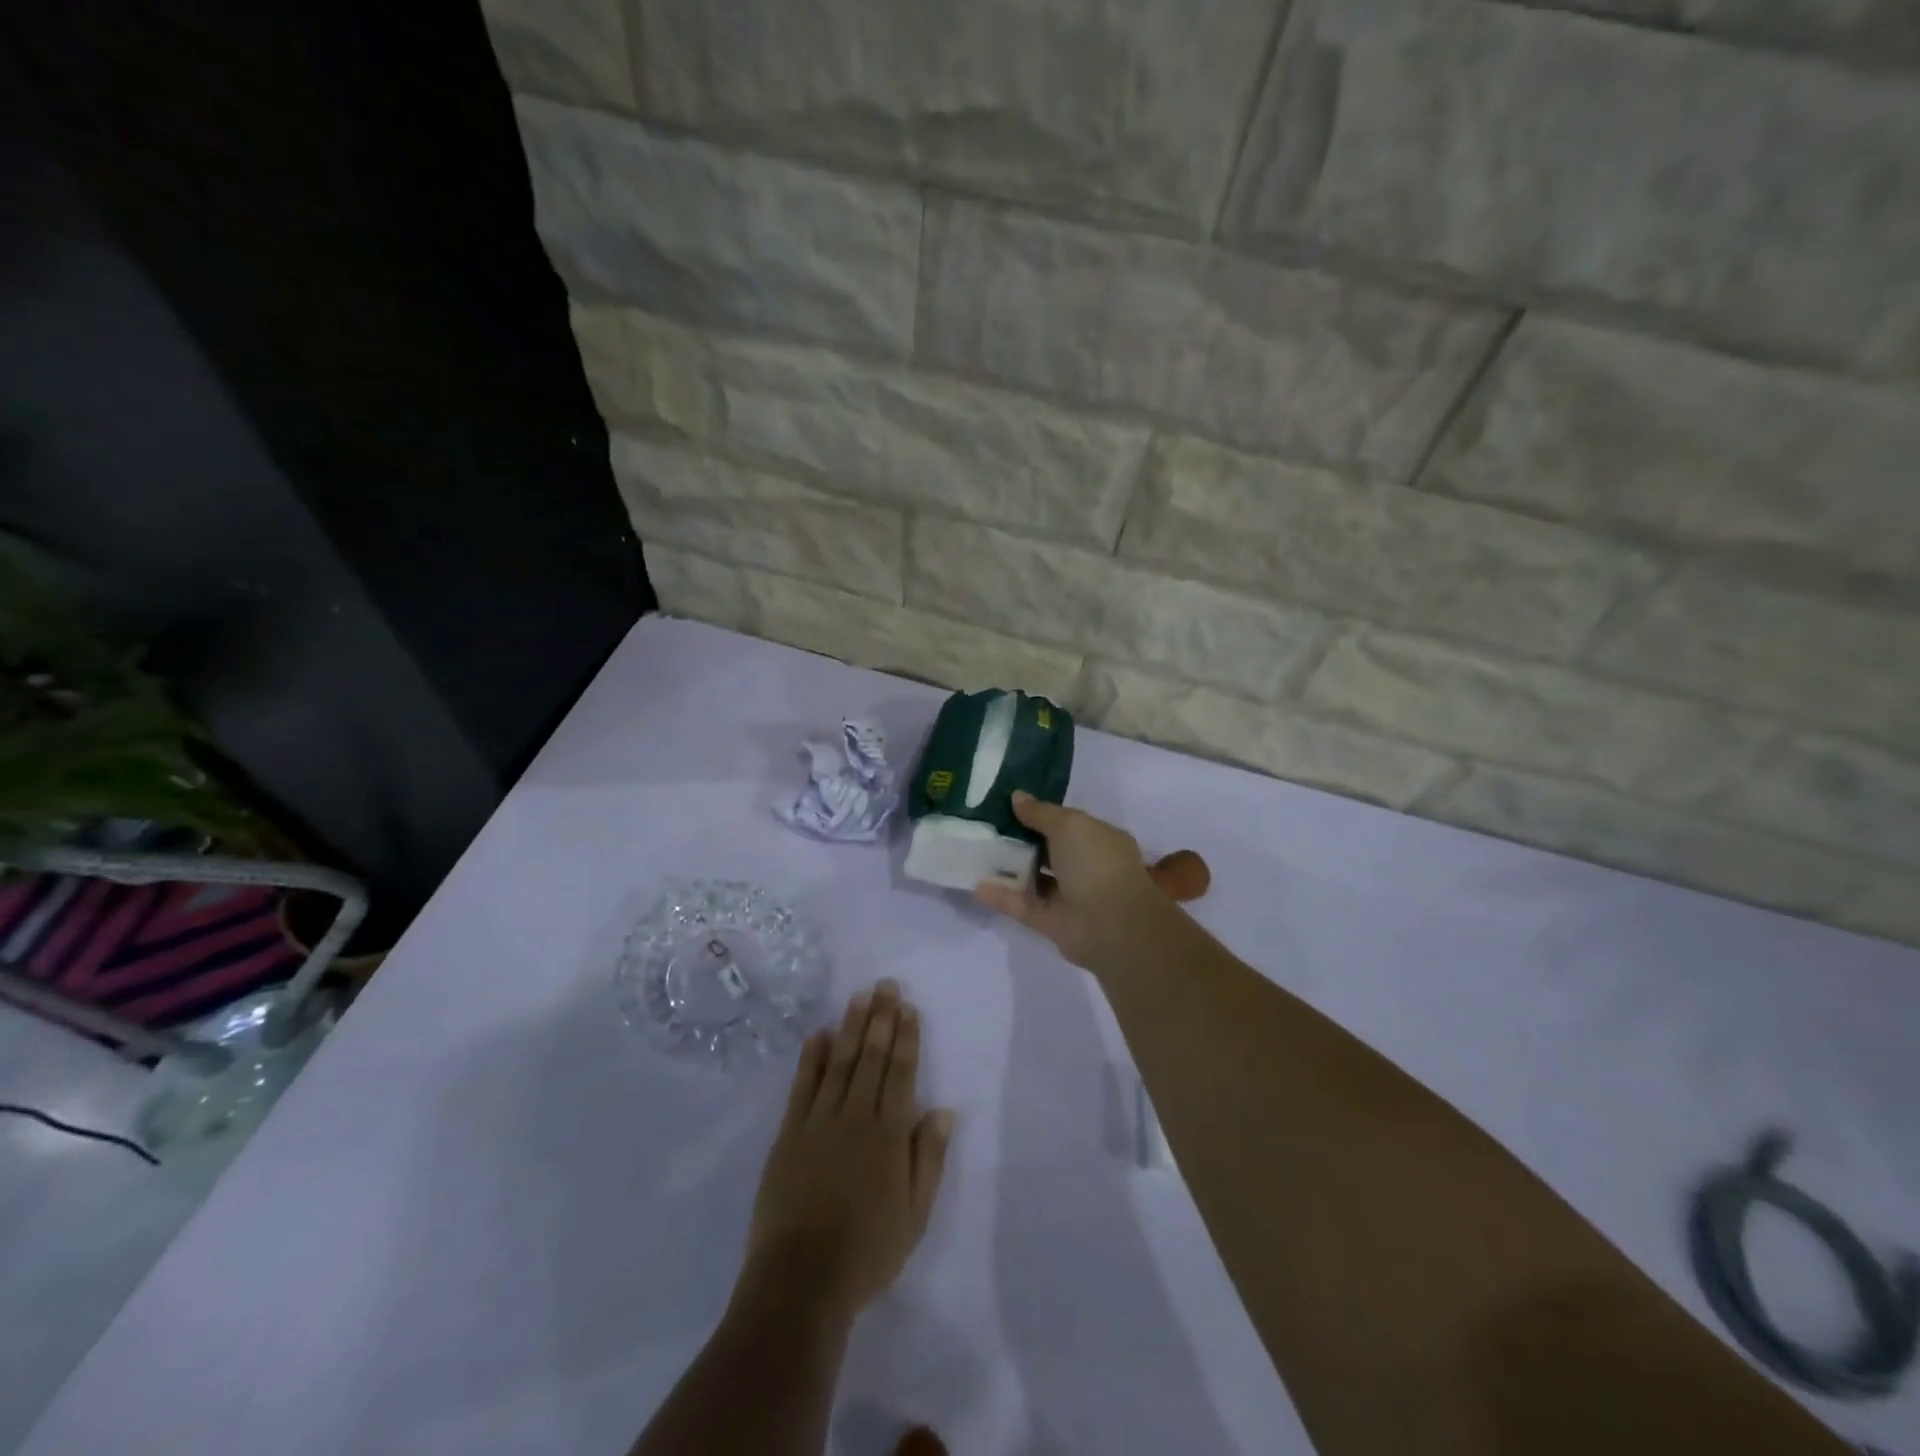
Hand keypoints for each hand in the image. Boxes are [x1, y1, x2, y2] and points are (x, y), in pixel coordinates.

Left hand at [741, 980, 954, 1328]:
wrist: (801, 1281)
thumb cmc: (867, 1251)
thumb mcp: (915, 1215)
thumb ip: (928, 1158)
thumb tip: (945, 1110)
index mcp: (889, 1135)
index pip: (901, 1073)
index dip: (906, 1038)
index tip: (908, 1008)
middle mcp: (856, 1117)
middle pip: (872, 1058)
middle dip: (881, 1018)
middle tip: (886, 985)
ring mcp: (819, 1122)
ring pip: (841, 1062)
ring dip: (852, 1027)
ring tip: (860, 997)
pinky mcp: (790, 1134)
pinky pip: (803, 1086)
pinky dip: (812, 1058)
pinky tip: (819, 1034)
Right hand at [974, 792, 1190, 973]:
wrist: (1112, 926)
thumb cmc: (1096, 864)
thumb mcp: (1069, 825)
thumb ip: (1041, 812)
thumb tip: (1017, 796)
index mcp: (1098, 839)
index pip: (1066, 822)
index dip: (1039, 813)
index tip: (1006, 803)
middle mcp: (1085, 866)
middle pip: (1047, 850)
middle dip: (1020, 839)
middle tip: (983, 825)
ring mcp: (1068, 896)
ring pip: (1033, 879)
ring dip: (1008, 868)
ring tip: (974, 852)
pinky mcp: (1051, 922)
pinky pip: (1022, 905)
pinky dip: (1001, 896)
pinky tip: (976, 884)